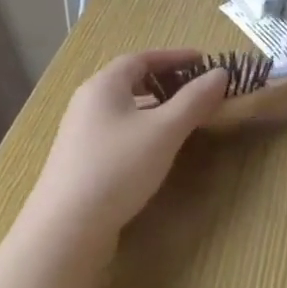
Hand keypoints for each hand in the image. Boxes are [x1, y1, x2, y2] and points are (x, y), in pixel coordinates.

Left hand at [28, 51, 228, 250]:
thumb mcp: (165, 130)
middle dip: (165, 80)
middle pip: (129, 81)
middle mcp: (87, 103)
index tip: (203, 61)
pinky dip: (141, 128)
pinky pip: (117, 131)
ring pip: (123, 108)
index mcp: (104, 86)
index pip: (141, 58)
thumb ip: (195, 99)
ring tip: (181, 118)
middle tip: (194, 88)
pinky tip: (155, 149)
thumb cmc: (118, 167)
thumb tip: (221, 73)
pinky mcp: (80, 162)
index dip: (174, 57)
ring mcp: (80, 134)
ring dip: (154, 106)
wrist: (65, 230)